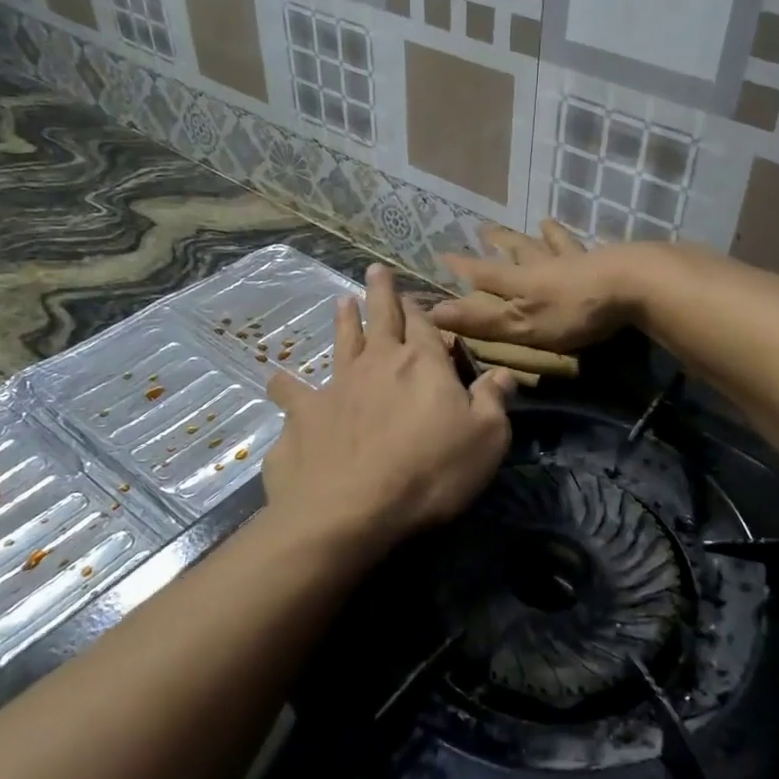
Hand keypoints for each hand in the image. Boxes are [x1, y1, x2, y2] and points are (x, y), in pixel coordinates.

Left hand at [262, 264, 517, 555]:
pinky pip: (292, 392)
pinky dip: (285, 384)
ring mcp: (336, 386)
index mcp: (423, 365)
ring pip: (341, 343)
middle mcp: (378, 364)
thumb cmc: (430, 473)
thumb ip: (494, 401)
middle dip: (380, 293)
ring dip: (343, 321)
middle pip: (381, 319)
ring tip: (341, 300)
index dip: (422, 310)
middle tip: (375, 270)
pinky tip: (276, 378)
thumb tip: (503, 372)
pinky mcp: (303, 415)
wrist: (352, 509)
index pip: (424, 326)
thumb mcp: (486, 439)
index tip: (417, 296)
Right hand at [429, 221, 643, 351]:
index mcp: (520, 282)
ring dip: (545, 234)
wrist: (630, 285)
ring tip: (542, 222)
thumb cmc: (571, 312)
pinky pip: (589, 248)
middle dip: (500, 241)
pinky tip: (592, 239)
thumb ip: (481, 321)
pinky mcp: (606, 261)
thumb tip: (432, 313)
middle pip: (518, 249)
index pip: (484, 273)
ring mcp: (576, 259)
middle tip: (485, 228)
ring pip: (554, 243)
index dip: (463, 266)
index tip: (443, 254)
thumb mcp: (521, 326)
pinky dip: (585, 242)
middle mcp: (543, 264)